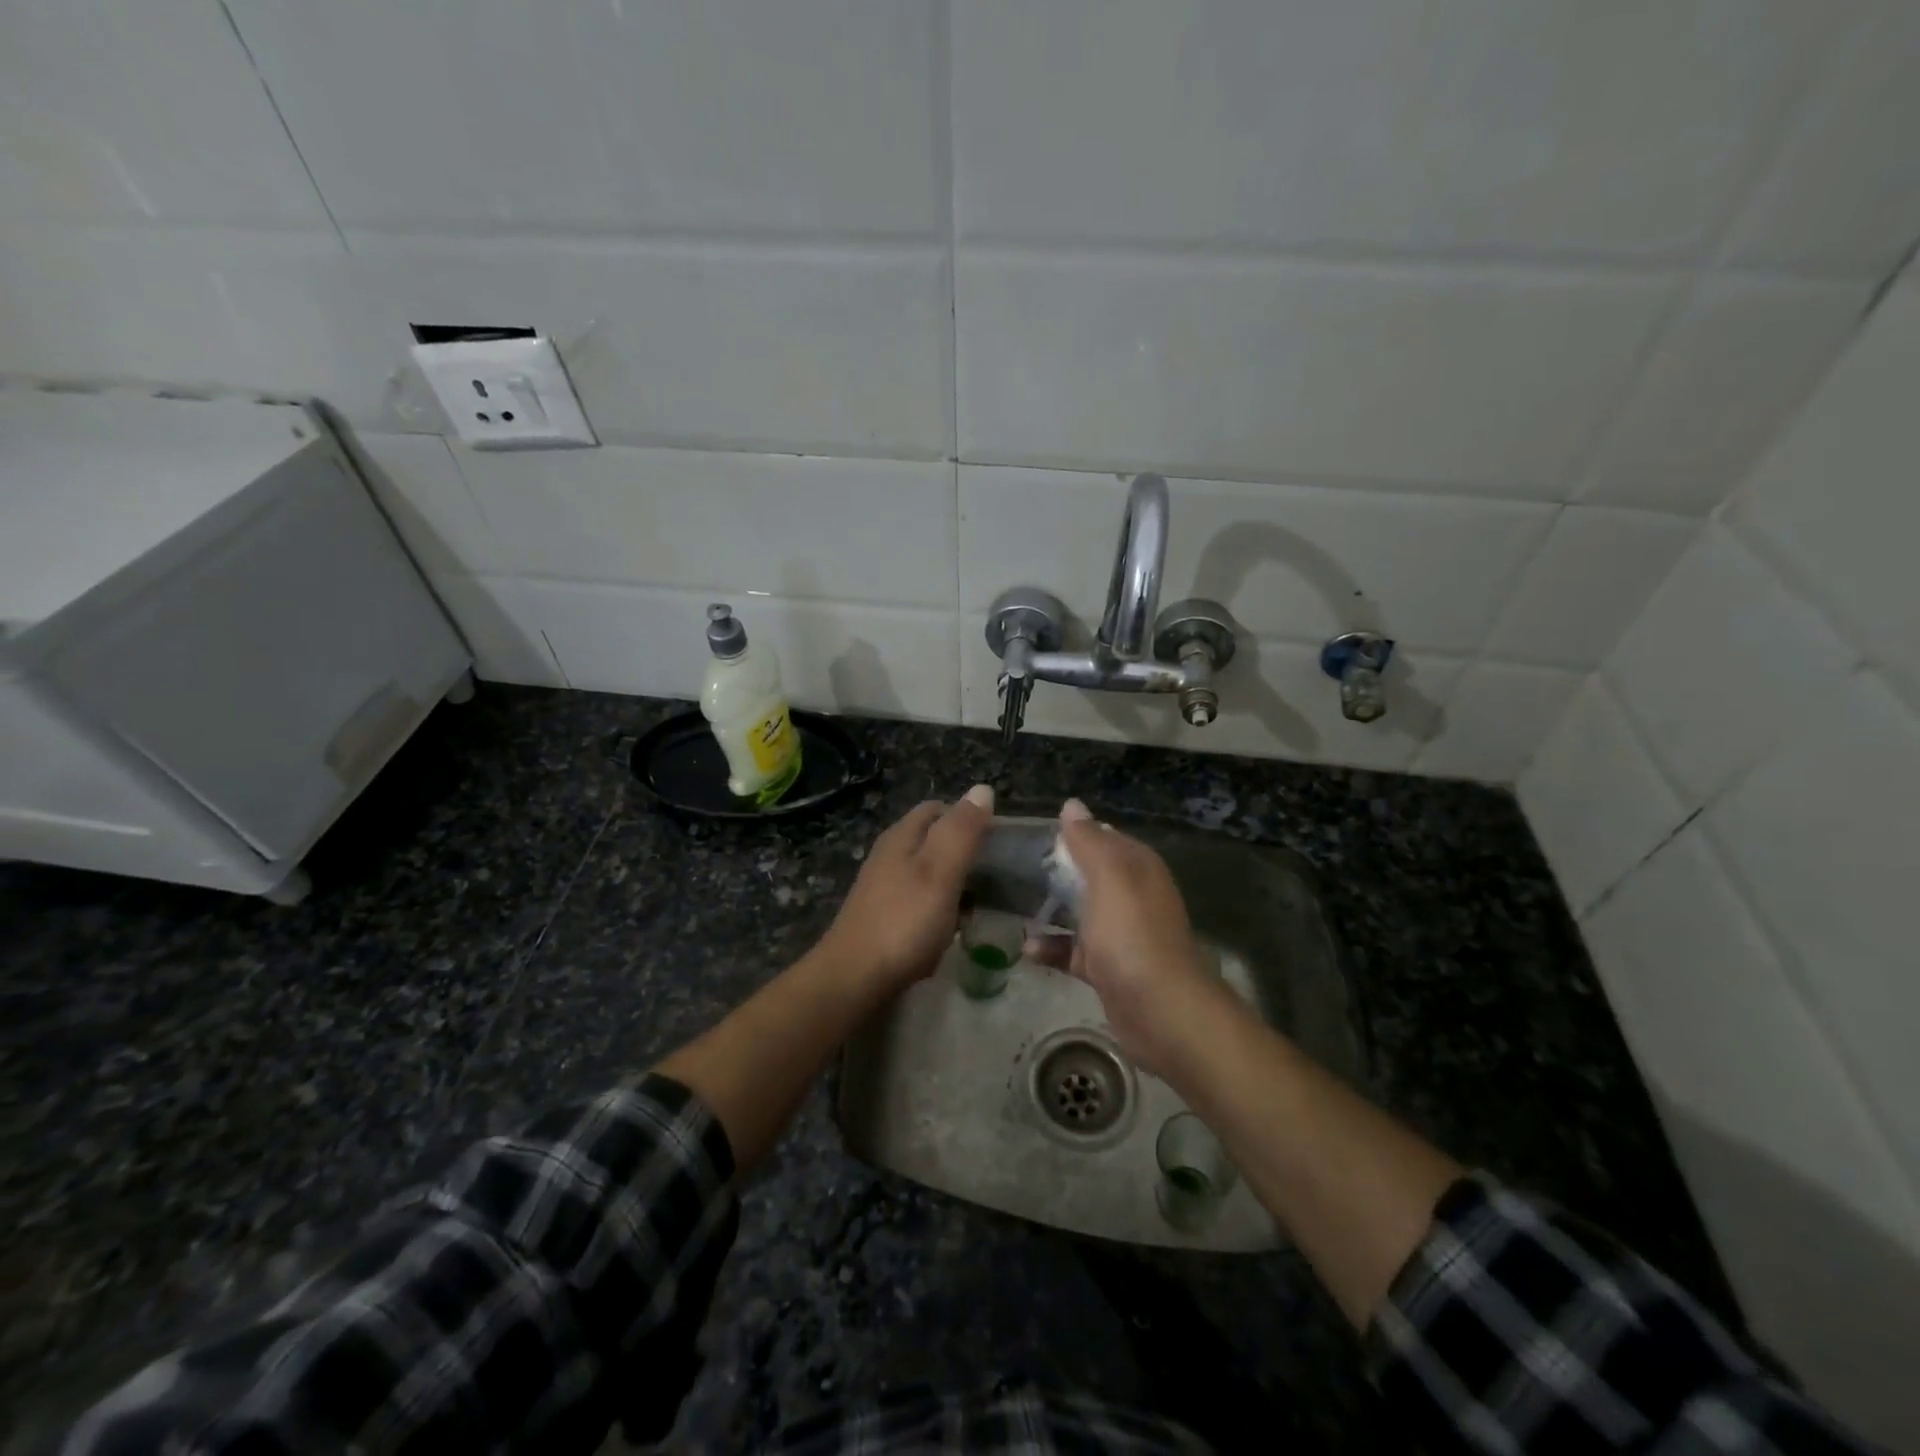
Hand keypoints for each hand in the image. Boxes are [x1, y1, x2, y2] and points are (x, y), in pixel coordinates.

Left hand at [815, 785, 994, 993]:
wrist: (854, 979)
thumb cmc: (903, 921)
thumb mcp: (940, 871)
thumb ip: (962, 831)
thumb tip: (982, 788)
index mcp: (901, 837)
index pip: (937, 809)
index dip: (968, 816)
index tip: (997, 839)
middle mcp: (889, 856)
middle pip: (932, 840)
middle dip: (963, 851)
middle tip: (996, 873)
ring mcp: (883, 888)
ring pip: (927, 873)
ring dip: (954, 883)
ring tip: (981, 901)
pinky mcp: (883, 918)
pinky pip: (920, 902)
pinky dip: (940, 908)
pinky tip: (953, 927)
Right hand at [1025, 800, 1225, 1075]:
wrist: (1160, 1011)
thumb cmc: (1132, 935)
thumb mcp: (1109, 877)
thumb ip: (1089, 841)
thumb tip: (1071, 805)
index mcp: (1137, 867)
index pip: (1103, 837)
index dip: (1071, 833)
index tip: (1031, 835)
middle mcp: (1132, 895)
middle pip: (1088, 873)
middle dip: (1055, 870)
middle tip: (1014, 868)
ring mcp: (1121, 933)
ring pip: (1080, 911)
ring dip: (1050, 908)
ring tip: (1012, 903)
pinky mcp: (1108, 967)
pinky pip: (1074, 949)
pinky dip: (1052, 947)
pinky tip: (1027, 948)